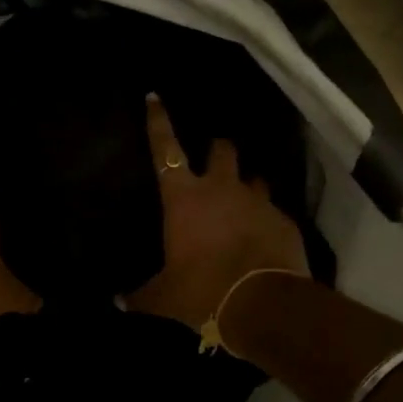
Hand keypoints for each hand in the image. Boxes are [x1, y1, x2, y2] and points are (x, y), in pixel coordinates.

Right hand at [126, 95, 307, 331]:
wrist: (264, 305)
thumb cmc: (203, 291)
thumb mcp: (164, 298)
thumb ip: (141, 296)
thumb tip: (118, 301)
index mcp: (184, 197)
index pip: (165, 148)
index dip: (158, 121)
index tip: (154, 96)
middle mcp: (221, 188)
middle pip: (222, 150)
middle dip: (217, 149)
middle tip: (214, 159)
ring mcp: (257, 201)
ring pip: (253, 178)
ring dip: (245, 186)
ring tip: (242, 204)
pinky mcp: (284, 220)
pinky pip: (273, 211)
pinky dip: (266, 219)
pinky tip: (263, 239)